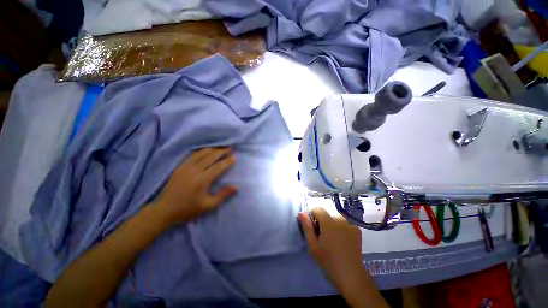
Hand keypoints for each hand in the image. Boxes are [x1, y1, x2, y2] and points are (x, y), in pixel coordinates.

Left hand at [154, 147, 237, 224]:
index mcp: (202, 180)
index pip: (218, 167)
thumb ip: (223, 195)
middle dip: (221, 151)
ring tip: (220, 147)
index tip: (235, 157)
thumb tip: (236, 187)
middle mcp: (195, 170)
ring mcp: (186, 167)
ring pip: (201, 153)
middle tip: (229, 148)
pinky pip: (192, 155)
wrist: (165, 210)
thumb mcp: (208, 205)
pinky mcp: (180, 167)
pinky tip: (205, 150)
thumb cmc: (189, 209)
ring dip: (212, 149)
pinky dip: (201, 151)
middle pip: (211, 157)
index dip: (227, 161)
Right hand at [298, 208, 363, 289]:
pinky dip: (341, 229)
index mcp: (328, 221)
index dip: (312, 216)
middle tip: (322, 237)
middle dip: (322, 222)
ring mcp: (350, 224)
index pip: (317, 209)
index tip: (313, 228)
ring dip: (332, 225)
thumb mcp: (313, 245)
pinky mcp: (357, 231)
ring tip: (333, 241)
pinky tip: (342, 242)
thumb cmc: (328, 261)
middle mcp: (340, 219)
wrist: (350, 276)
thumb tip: (301, 213)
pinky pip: (345, 225)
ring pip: (336, 219)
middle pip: (327, 215)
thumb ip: (307, 226)